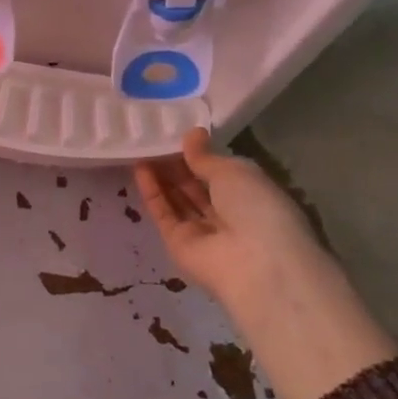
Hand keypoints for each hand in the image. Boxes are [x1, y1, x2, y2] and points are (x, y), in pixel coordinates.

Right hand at [134, 128, 397, 398]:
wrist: (254, 264)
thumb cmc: (257, 207)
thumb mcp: (235, 171)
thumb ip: (206, 156)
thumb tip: (192, 134)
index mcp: (251, 196)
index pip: (220, 173)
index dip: (200, 155)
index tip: (178, 135)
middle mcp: (228, 214)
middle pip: (196, 186)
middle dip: (177, 164)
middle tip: (154, 139)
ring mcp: (202, 231)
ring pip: (178, 199)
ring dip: (161, 175)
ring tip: (142, 147)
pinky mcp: (178, 243)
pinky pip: (164, 213)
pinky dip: (152, 192)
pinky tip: (140, 168)